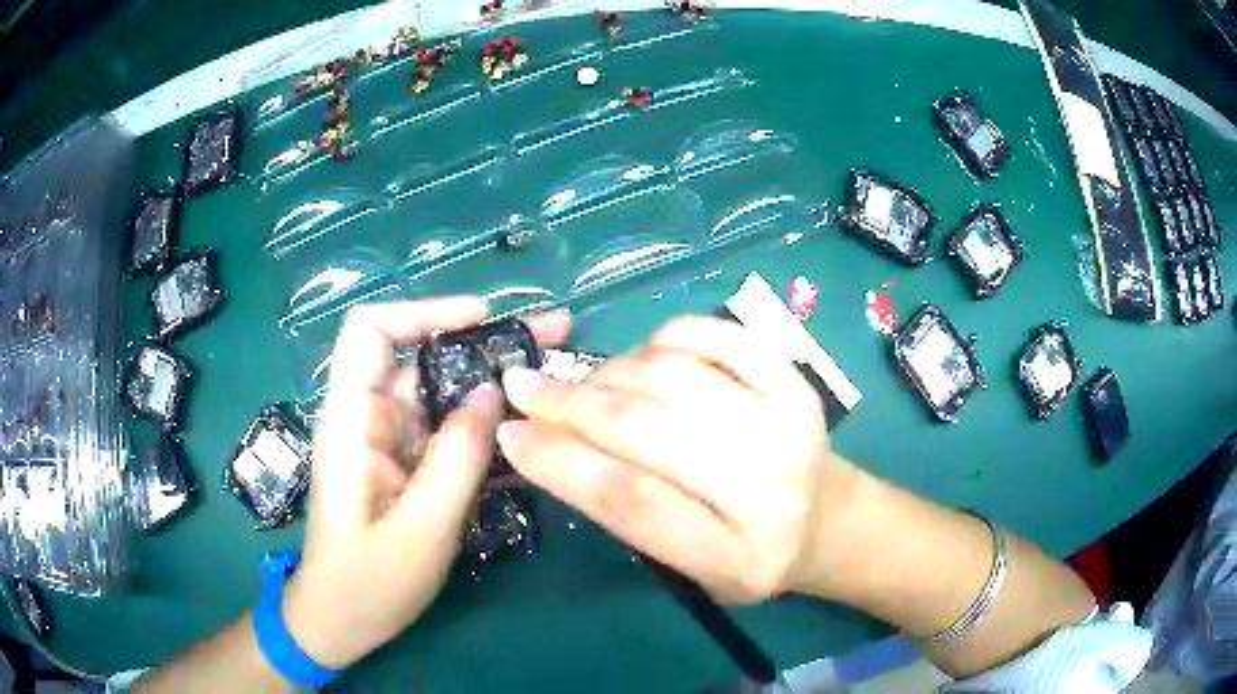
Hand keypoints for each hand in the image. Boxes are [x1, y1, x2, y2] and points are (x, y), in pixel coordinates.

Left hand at [282, 298, 569, 668]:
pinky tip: (529, 429)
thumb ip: (457, 460)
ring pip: (441, 392)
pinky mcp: (405, 462)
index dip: (424, 312)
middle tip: (552, 336)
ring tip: (553, 379)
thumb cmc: (369, 581)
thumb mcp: (421, 529)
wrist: (342, 618)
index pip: (370, 332)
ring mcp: (388, 441)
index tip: (484, 319)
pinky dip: (485, 424)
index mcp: (351, 422)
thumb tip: (492, 392)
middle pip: (420, 356)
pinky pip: (447, 429)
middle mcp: (367, 418)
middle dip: (484, 342)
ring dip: (492, 383)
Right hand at [496, 315, 855, 602]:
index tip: (508, 434)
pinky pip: (714, 335)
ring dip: (607, 371)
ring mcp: (787, 423)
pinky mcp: (795, 379)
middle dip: (566, 403)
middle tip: (521, 387)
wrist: (827, 520)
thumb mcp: (685, 567)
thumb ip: (625, 512)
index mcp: (733, 555)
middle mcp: (767, 486)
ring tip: (585, 384)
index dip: (557, 462)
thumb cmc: (746, 555)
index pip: (630, 500)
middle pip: (645, 428)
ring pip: (671, 375)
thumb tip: (549, 440)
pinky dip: (663, 337)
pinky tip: (642, 358)